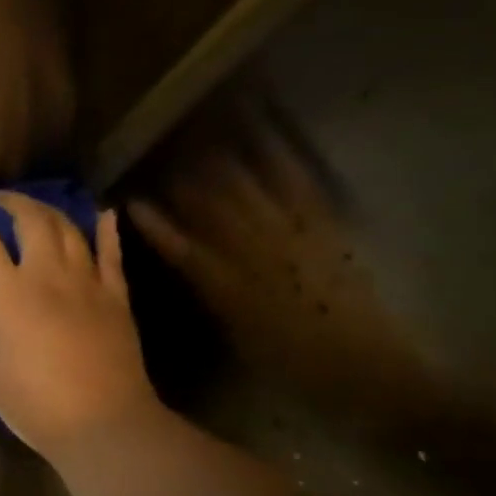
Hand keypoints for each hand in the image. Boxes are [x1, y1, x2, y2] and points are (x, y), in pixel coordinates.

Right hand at [0, 193, 161, 458]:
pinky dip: (106, 230)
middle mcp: (48, 275)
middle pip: (30, 218)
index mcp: (8, 292)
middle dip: (8, 201)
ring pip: (68, 228)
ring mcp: (87, 281)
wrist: (100, 423)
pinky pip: (112, 253)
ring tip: (33, 210)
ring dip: (47, 211)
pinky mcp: (116, 296)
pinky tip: (103, 215)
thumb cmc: (31, 400)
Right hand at [129, 135, 435, 426]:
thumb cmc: (290, 361)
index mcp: (225, 286)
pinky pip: (298, 185)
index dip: (155, 223)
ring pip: (249, 189)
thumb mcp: (236, 334)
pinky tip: (266, 138)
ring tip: (206, 130)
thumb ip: (212, 294)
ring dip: (225, 159)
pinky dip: (280, 159)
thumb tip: (192, 265)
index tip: (132, 201)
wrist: (363, 366)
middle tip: (165, 151)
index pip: (180, 247)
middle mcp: (253, 255)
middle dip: (186, 180)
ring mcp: (291, 236)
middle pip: (212, 209)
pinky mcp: (324, 227)